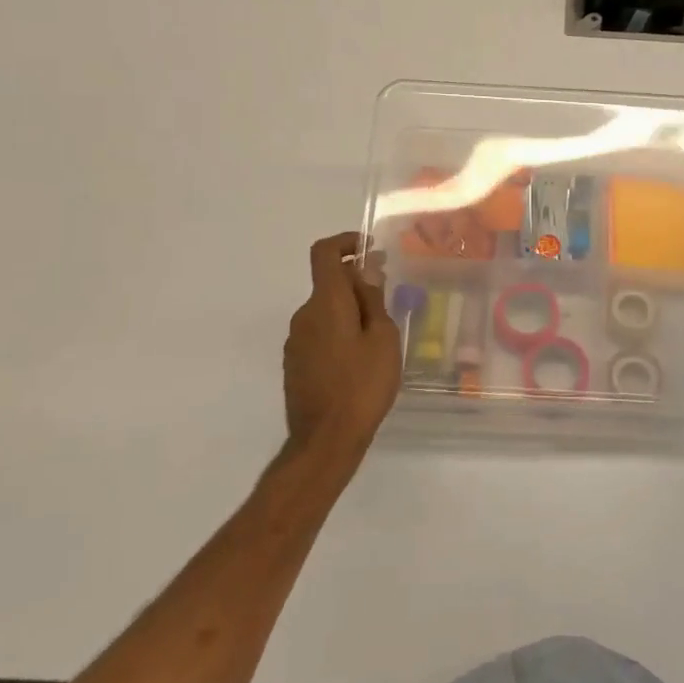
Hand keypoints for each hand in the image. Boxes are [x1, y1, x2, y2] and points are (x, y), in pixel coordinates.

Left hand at [282, 233, 401, 458]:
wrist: (325, 440)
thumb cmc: (363, 385)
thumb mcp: (383, 339)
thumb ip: (374, 300)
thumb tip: (367, 270)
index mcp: (326, 303)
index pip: (324, 253)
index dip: (345, 242)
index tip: (370, 249)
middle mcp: (304, 315)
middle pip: (328, 284)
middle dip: (357, 284)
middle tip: (388, 303)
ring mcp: (295, 341)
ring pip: (325, 311)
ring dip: (349, 312)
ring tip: (378, 338)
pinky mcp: (294, 363)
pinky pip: (319, 334)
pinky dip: (339, 333)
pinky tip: (359, 361)